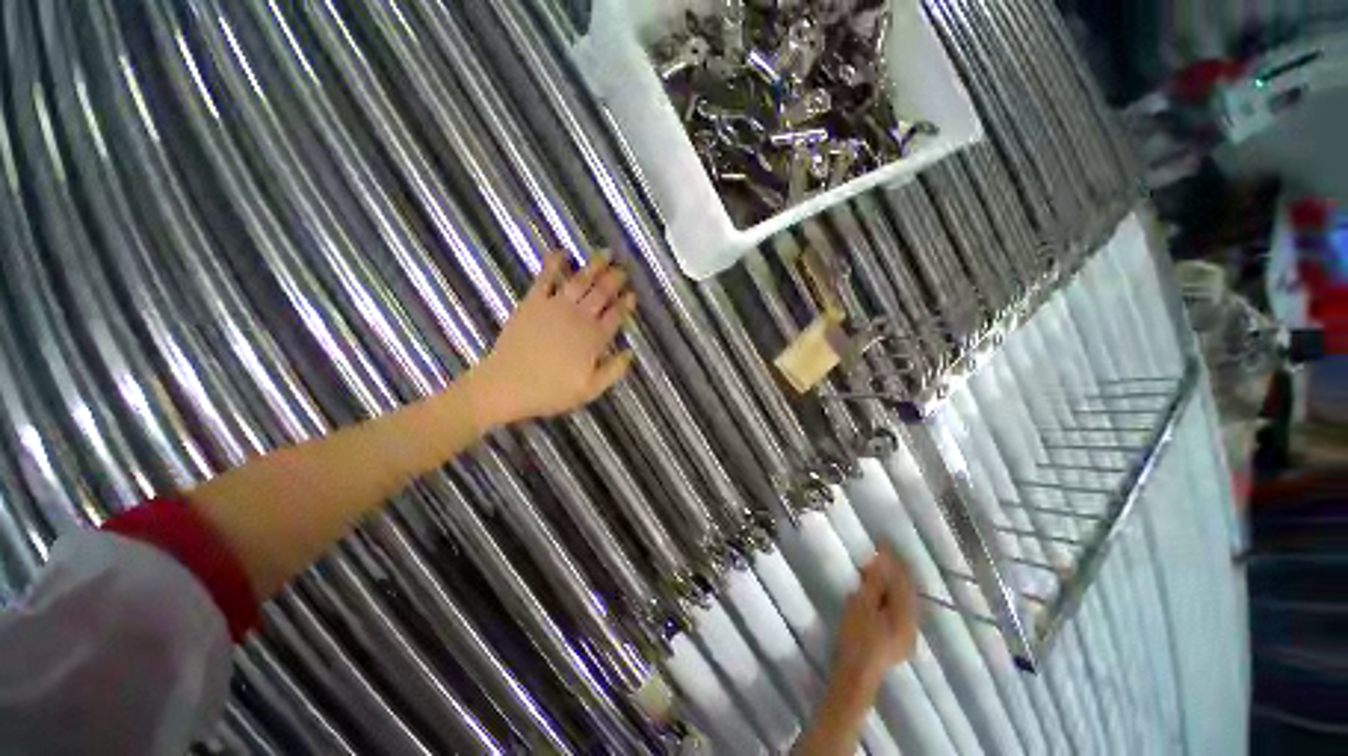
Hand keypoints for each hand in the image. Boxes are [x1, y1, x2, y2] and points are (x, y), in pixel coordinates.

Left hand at [469, 252, 635, 428]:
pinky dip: (554, 263)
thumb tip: (630, 353)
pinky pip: (545, 278)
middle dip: (615, 280)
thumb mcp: (589, 390)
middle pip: (602, 293)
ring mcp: (555, 306)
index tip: (632, 295)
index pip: (616, 316)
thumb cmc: (550, 392)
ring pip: (580, 281)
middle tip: (623, 269)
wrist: (506, 386)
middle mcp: (579, 317)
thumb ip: (613, 371)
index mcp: (594, 338)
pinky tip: (562, 252)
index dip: (626, 304)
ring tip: (605, 253)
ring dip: (594, 266)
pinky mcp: (533, 302)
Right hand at [832, 549, 918, 693]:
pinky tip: (876, 593)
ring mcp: (907, 636)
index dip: (893, 561)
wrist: (855, 675)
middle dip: (893, 572)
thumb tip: (882, 560)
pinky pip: (897, 611)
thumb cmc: (856, 637)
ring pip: (902, 602)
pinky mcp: (898, 641)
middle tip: (876, 555)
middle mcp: (913, 626)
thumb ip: (875, 583)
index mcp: (906, 617)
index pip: (903, 582)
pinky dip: (888, 597)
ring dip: (890, 584)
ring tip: (873, 571)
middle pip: (906, 592)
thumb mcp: (861, 605)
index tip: (882, 543)